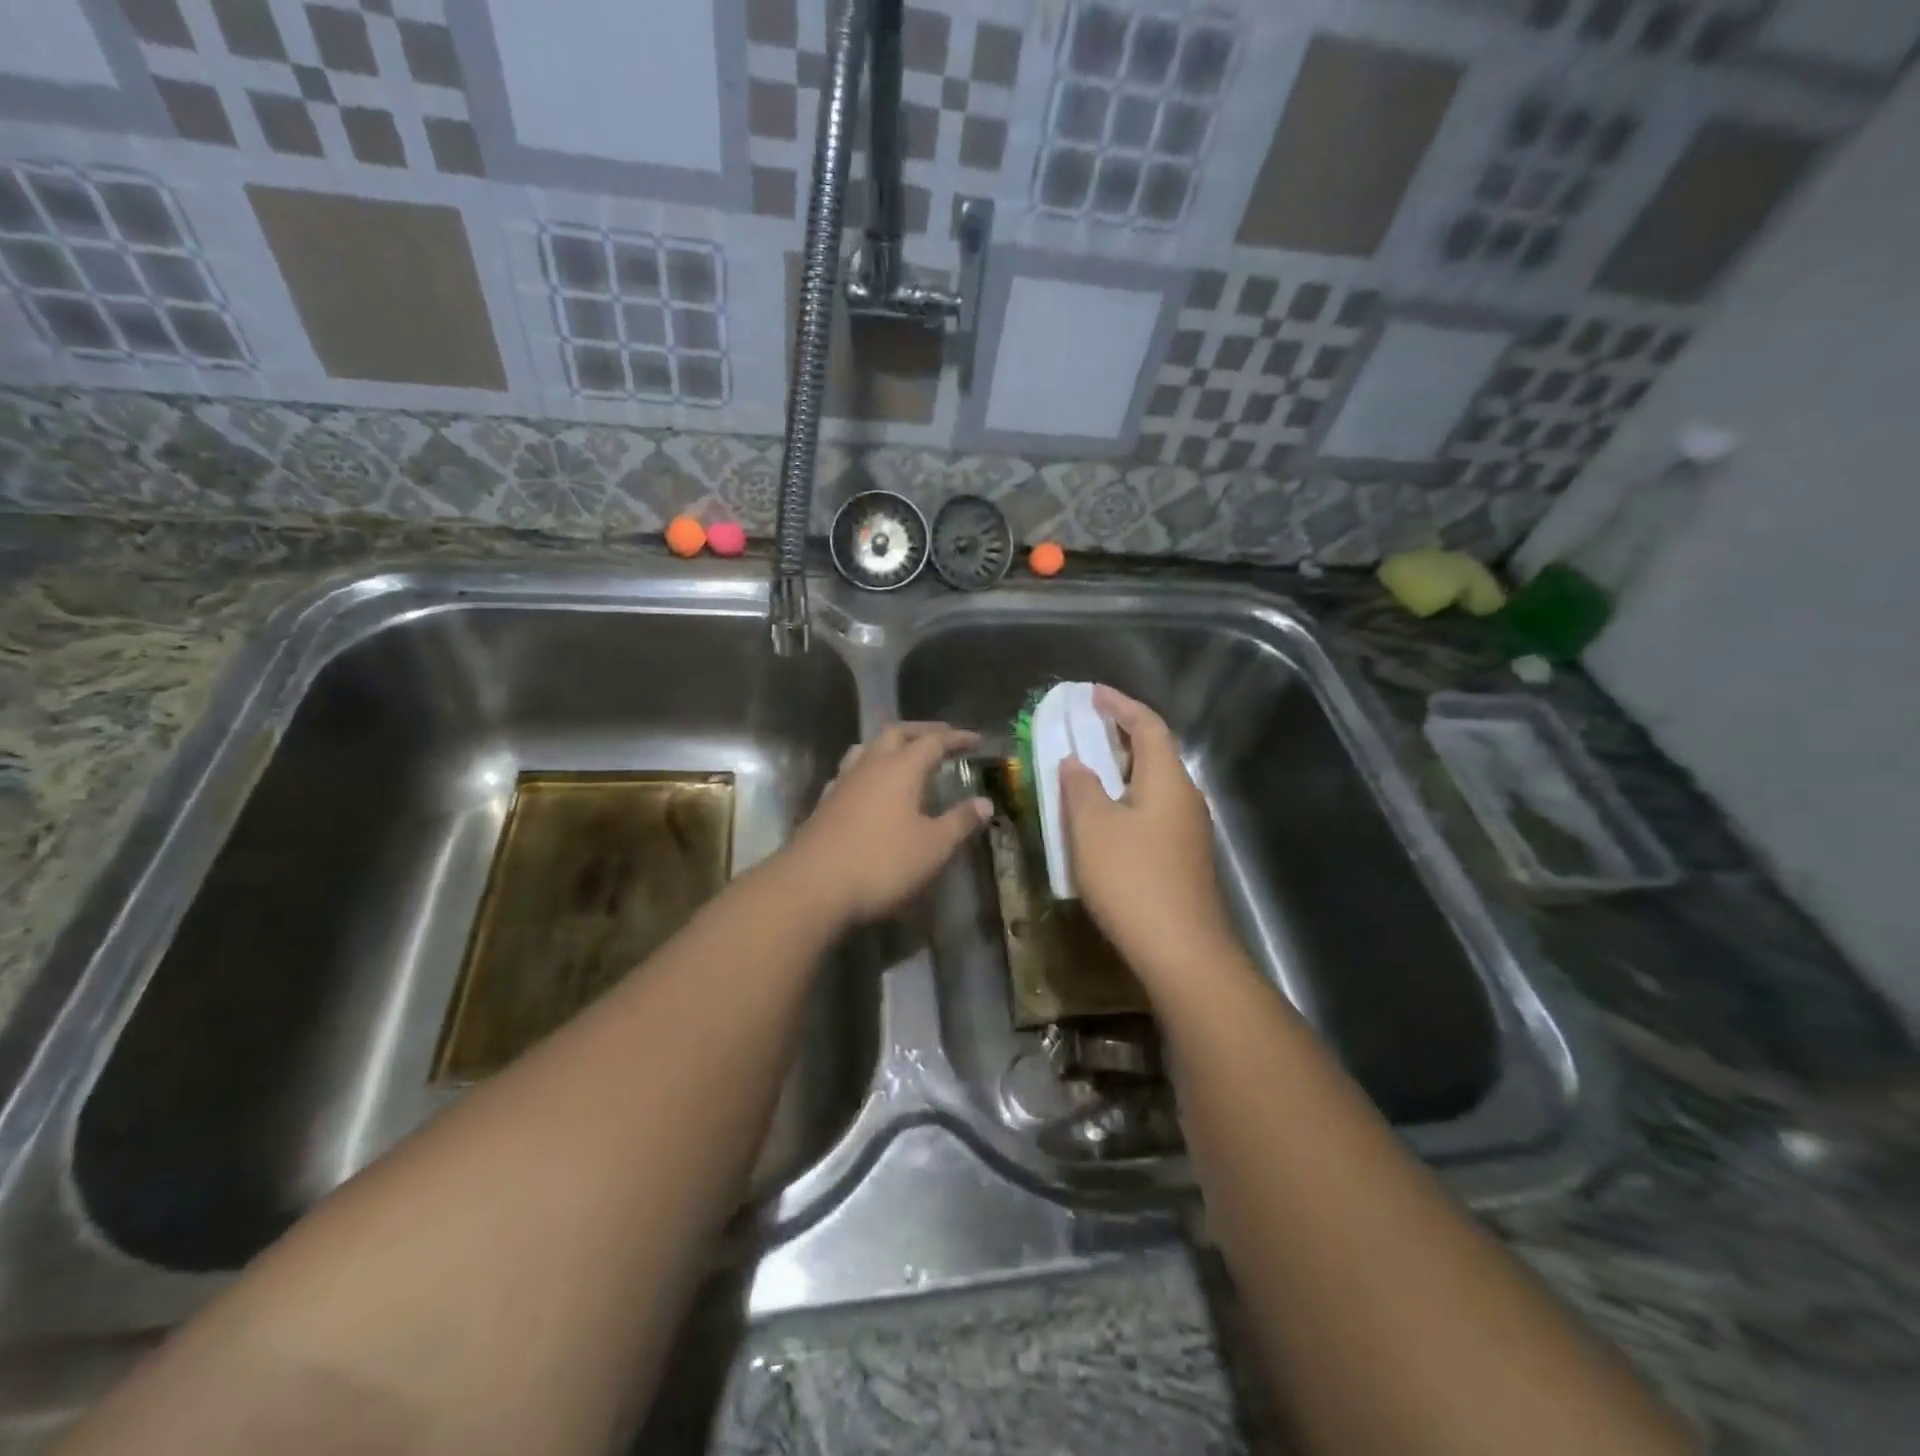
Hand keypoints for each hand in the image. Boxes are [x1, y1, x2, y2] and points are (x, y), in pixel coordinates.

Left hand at [789, 722, 991, 926]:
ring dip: (888, 744)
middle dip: (921, 731)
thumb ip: (960, 821)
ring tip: (902, 752)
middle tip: (941, 735)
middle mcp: (869, 766)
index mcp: (900, 768)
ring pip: (866, 748)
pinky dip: (866, 770)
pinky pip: (848, 773)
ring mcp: (842, 783)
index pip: (933, 741)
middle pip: (895, 733)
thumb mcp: (933, 847)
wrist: (812, 887)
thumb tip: (984, 802)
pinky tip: (867, 786)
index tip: (976, 739)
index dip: (956, 738)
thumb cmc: (882, 863)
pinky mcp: (824, 804)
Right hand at [1058, 687, 1238, 990]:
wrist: (1180, 950)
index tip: (1091, 693)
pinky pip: (1152, 813)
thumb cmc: (1132, 878)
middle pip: (1154, 753)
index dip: (1120, 705)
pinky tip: (1102, 822)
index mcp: (1168, 779)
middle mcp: (1186, 798)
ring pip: (1152, 786)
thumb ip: (1080, 786)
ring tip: (1085, 773)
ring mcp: (1189, 831)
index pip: (1147, 725)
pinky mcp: (1183, 859)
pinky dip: (1125, 802)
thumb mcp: (1092, 827)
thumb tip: (1075, 761)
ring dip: (1120, 773)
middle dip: (1118, 737)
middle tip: (1083, 730)